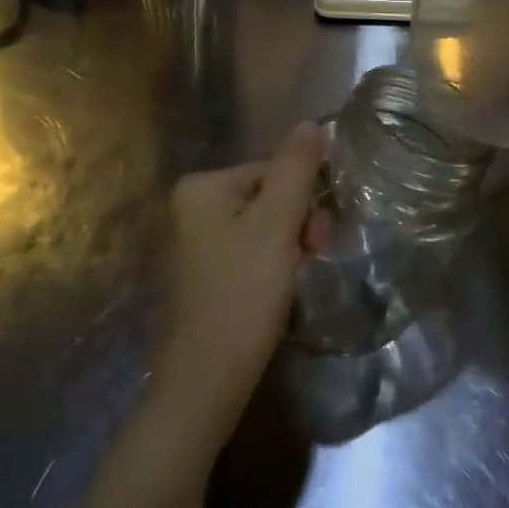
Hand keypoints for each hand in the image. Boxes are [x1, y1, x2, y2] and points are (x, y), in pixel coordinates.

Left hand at [154, 122, 325, 428]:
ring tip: (295, 282)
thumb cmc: (242, 296)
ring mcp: (193, 244)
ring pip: (264, 227)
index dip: (305, 200)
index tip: (317, 239)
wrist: (204, 384)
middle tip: (309, 261)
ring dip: (289, 249)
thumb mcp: (277, 225)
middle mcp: (190, 207)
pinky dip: (271, 268)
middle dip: (297, 226)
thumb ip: (296, 170)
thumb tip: (312, 123)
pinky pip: (249, 253)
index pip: (275, 170)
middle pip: (269, 197)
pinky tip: (277, 294)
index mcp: (202, 187)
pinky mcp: (202, 276)